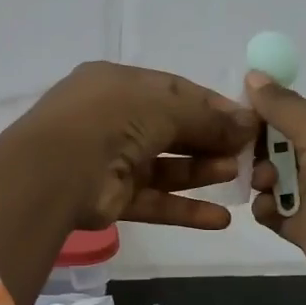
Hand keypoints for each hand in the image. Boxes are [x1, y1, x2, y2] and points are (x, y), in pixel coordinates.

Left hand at [14, 62, 256, 230]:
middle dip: (210, 139)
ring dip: (201, 172)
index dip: (212, 106)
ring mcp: (110, 160)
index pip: (174, 91)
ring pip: (165, 167)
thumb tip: (250, 124)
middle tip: (247, 151)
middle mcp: (113, 119)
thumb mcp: (166, 107)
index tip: (246, 122)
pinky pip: (154, 201)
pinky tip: (221, 219)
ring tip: (237, 175)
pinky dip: (185, 210)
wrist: (55, 170)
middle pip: (171, 129)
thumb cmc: (112, 120)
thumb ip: (209, 118)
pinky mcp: (111, 198)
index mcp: (119, 84)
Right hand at [247, 73, 305, 304]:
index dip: (274, 110)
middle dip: (263, 145)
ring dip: (262, 176)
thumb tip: (253, 75)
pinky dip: (266, 207)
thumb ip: (285, 107)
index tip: (239, 112)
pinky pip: (277, 211)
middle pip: (289, 143)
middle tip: (238, 148)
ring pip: (280, 177)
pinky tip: (263, 207)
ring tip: (259, 181)